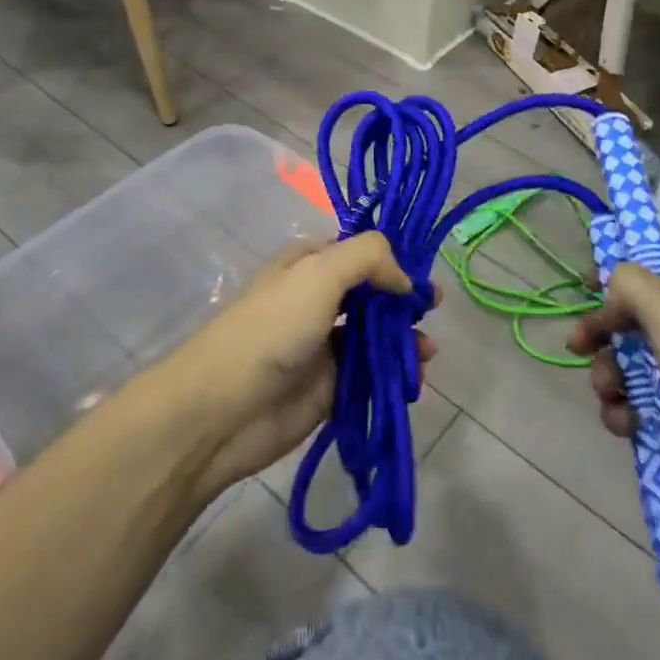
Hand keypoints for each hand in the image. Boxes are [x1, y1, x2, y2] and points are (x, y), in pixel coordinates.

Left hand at [166, 235, 434, 496]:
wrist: (225, 407)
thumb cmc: (273, 327)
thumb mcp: (319, 272)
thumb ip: (368, 258)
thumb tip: (404, 280)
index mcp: (309, 265)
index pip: (360, 253)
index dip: (393, 259)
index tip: (423, 274)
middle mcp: (318, 300)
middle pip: (372, 294)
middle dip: (404, 300)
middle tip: (434, 309)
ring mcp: (324, 345)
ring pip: (376, 336)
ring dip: (405, 339)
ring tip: (428, 352)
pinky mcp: (330, 388)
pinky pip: (372, 375)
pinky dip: (396, 375)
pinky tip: (415, 379)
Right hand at [568, 250, 659, 542]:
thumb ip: (631, 286)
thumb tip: (612, 294)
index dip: (625, 267)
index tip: (587, 284)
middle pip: (640, 318)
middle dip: (605, 332)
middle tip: (578, 347)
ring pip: (637, 366)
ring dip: (611, 376)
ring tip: (608, 395)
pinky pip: (648, 409)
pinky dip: (628, 413)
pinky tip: (623, 425)